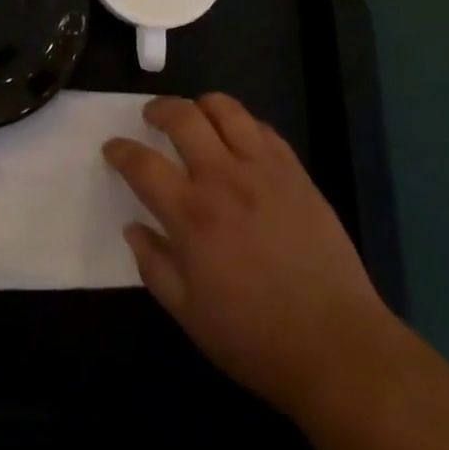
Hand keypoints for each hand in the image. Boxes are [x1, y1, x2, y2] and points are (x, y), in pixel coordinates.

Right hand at [102, 94, 391, 422]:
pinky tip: (238, 141)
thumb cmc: (255, 337)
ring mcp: (262, 167)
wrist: (336, 344)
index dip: (121, 150)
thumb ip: (155, 267)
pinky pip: (261, 127)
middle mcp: (223, 178)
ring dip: (201, 105)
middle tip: (151, 118)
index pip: (143, 164)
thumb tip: (133, 228)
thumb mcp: (190, 316)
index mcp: (192, 215)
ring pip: (224, 107)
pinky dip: (241, 124)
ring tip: (195, 118)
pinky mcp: (294, 169)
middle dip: (158, 109)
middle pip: (182, 116)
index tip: (112, 147)